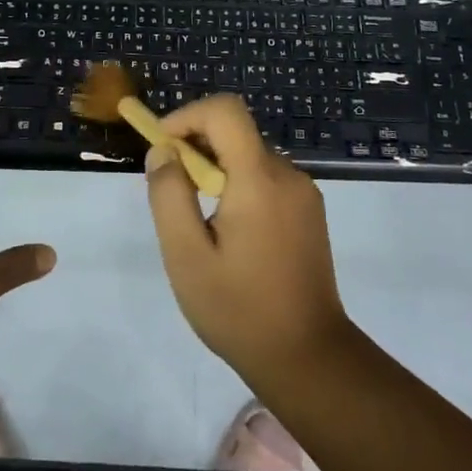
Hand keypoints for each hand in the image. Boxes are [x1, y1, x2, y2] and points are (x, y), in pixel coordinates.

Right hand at [144, 94, 353, 386]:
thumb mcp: (186, 255)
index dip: (188, 115)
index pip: (225, 111)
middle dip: (196, 147)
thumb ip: (169, 195)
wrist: (309, 359)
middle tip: (172, 191)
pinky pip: (266, 178)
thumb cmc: (240, 309)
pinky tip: (228, 233)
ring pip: (249, 155)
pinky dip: (238, 185)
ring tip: (198, 220)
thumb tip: (162, 152)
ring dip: (216, 169)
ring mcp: (304, 193)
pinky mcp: (309, 212)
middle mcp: (288, 175)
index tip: (162, 146)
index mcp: (259, 179)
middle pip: (236, 132)